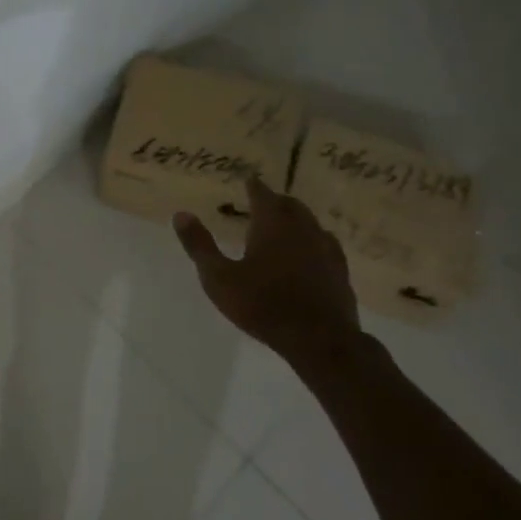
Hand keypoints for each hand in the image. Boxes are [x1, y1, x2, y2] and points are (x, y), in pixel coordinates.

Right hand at [173, 177, 361, 370]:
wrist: (319, 339)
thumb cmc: (262, 305)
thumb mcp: (219, 278)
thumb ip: (200, 245)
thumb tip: (181, 214)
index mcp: (272, 223)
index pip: (262, 193)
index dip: (253, 186)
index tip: (248, 180)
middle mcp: (302, 227)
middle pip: (289, 204)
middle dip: (275, 201)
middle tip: (262, 204)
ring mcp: (325, 248)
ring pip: (310, 223)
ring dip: (296, 220)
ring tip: (284, 226)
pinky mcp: (340, 270)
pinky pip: (326, 245)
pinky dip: (313, 242)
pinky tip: (311, 253)